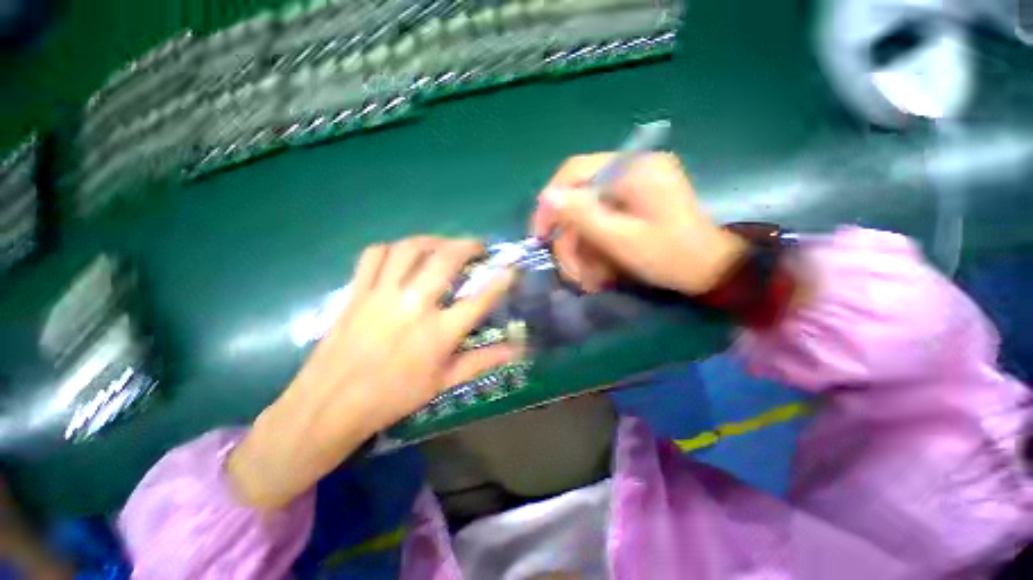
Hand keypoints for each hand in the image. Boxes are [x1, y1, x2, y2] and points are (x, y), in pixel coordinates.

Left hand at [229, 237, 518, 508]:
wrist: (330, 405)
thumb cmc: (393, 397)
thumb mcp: (443, 383)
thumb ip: (482, 361)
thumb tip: (516, 350)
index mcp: (438, 333)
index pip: (479, 299)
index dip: (500, 280)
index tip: (510, 268)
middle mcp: (414, 305)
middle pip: (446, 260)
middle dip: (469, 245)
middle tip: (479, 246)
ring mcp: (382, 294)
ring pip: (410, 248)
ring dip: (434, 240)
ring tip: (445, 244)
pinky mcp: (357, 291)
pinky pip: (375, 254)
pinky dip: (393, 247)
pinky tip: (403, 254)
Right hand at [531, 153, 746, 294]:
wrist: (711, 270)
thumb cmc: (670, 256)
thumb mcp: (622, 239)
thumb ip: (583, 216)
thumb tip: (547, 196)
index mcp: (632, 169)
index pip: (573, 172)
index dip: (550, 203)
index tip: (540, 235)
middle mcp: (631, 170)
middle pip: (578, 199)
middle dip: (571, 239)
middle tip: (573, 273)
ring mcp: (633, 187)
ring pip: (587, 216)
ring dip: (582, 250)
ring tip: (589, 280)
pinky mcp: (634, 203)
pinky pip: (600, 222)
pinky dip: (595, 248)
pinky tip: (599, 271)